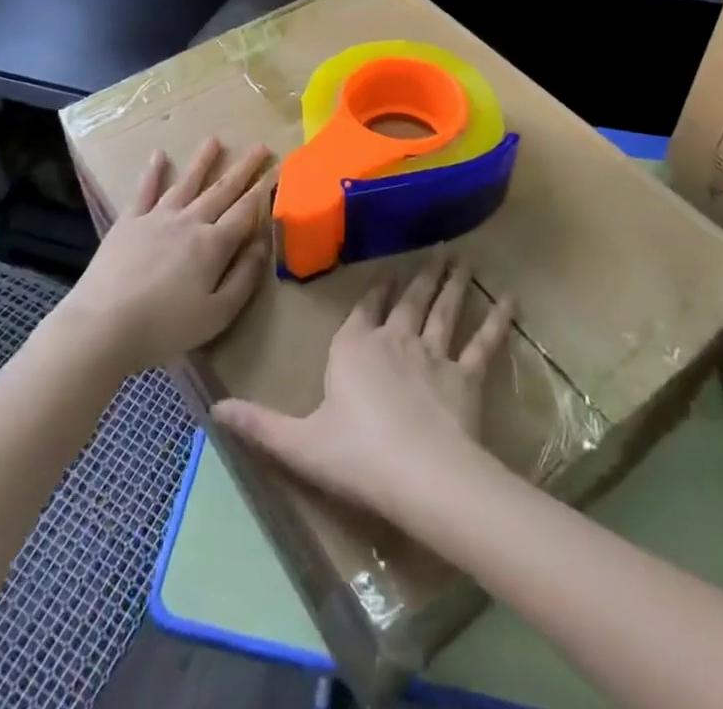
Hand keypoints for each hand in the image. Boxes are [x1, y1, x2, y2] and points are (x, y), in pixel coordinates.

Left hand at [56, 138, 273, 377]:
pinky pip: (145, 191)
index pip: (245, 211)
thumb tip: (262, 245)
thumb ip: (243, 278)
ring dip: (203, 160)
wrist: (102, 325)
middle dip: (244, 168)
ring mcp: (157, 218)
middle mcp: (189, 222)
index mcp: (213, 245)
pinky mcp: (128, 222)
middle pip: (222, 190)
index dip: (264, 190)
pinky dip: (153, 172)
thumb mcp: (217, 314)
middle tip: (260, 147)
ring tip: (215, 139)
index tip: (277, 170)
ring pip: (187, 182)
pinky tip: (159, 155)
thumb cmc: (165, 327)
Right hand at [213, 255, 514, 522]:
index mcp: (353, 349)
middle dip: (420, 276)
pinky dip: (497, 320)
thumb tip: (213, 409)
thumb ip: (258, 424)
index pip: (363, 312)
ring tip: (461, 259)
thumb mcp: (298, 443)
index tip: (385, 275)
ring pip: (443, 310)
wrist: (420, 473)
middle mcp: (394, 340)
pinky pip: (483, 342)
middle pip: (408, 302)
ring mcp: (433, 354)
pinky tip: (509, 298)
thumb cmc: (355, 455)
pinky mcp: (466, 375)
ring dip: (452, 284)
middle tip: (437, 249)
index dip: (374, 294)